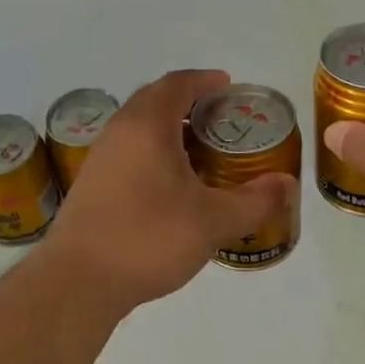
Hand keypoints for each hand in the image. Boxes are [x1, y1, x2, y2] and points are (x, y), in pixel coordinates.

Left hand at [52, 70, 298, 311]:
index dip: (205, 80)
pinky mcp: (91, 184)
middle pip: (155, 99)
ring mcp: (100, 158)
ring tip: (201, 151)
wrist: (76, 283)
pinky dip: (153, 151)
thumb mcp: (212, 221)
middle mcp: (120, 131)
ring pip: (139, 126)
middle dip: (189, 101)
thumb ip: (255, 201)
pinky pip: (128, 150)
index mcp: (147, 125)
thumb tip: (287, 185)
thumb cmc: (147, 238)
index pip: (177, 84)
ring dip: (169, 127)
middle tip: (220, 118)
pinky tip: (171, 185)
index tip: (229, 86)